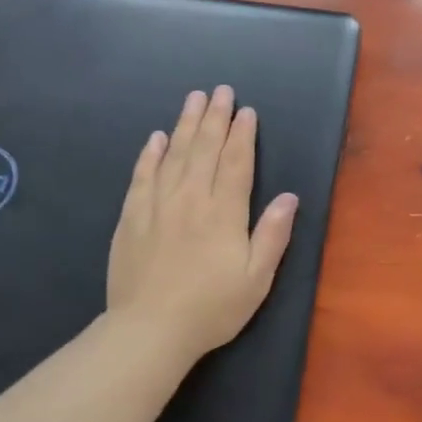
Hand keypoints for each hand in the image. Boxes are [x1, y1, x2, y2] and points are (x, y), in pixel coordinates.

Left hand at [107, 85, 298, 365]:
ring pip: (173, 155)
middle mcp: (191, 199)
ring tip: (193, 99)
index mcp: (224, 213)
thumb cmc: (212, 308)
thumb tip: (290, 196)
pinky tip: (155, 138)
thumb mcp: (257, 278)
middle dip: (214, 118)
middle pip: (204, 149)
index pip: (236, 163)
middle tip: (220, 91)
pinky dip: (150, 155)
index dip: (242, 135)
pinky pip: (141, 176)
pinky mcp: (131, 218)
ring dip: (185, 125)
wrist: (149, 331)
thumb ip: (273, 234)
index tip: (246, 111)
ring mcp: (157, 206)